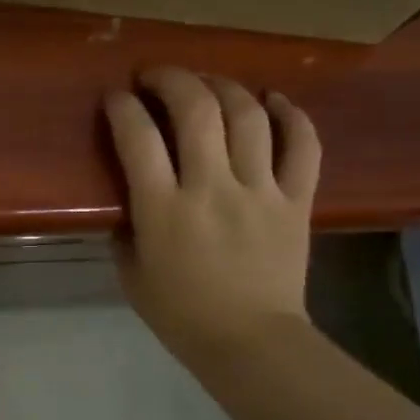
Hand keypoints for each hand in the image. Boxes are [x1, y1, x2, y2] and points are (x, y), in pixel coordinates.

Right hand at [104, 68, 321, 371]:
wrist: (250, 343)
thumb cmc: (181, 314)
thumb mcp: (131, 273)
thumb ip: (126, 227)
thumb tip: (131, 196)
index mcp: (164, 210)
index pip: (138, 139)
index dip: (122, 107)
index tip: (116, 98)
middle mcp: (212, 188)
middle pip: (197, 110)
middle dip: (172, 79)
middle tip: (157, 76)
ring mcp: (260, 191)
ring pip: (248, 116)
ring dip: (224, 87)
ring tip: (208, 83)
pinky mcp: (296, 201)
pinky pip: (303, 146)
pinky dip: (291, 115)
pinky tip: (273, 100)